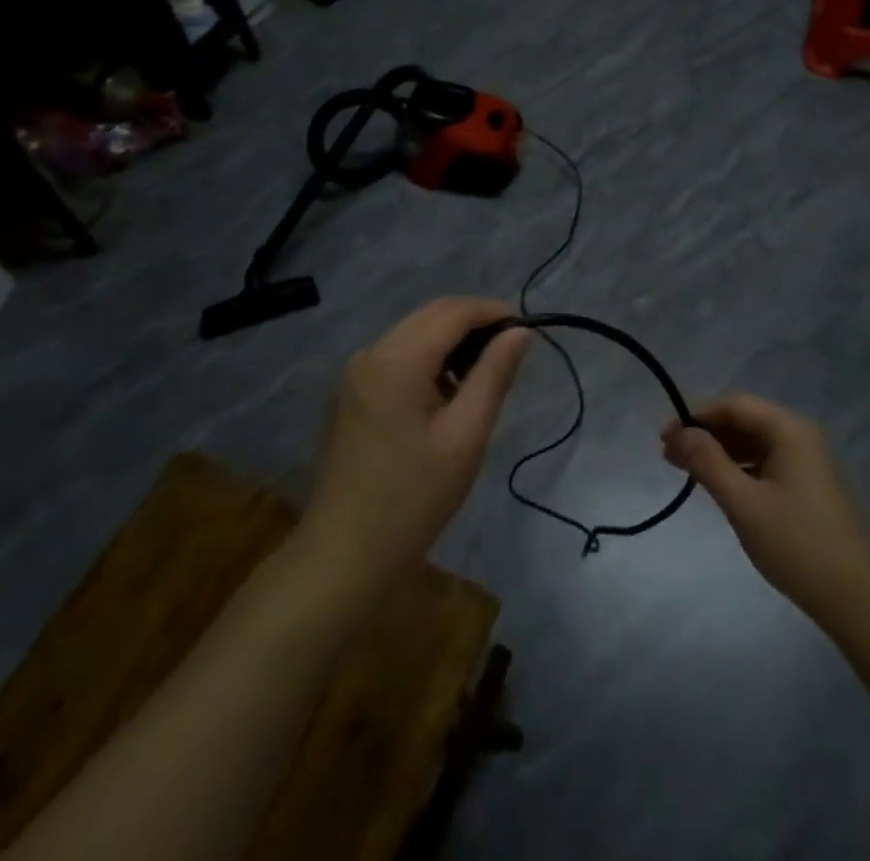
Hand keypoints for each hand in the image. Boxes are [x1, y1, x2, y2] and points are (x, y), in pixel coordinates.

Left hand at [303, 299, 530, 588]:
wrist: (344, 557)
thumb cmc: (413, 500)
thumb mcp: (465, 438)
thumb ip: (493, 376)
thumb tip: (519, 332)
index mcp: (396, 361)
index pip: (453, 312)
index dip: (492, 312)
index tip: (525, 330)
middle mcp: (369, 354)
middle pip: (430, 316)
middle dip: (473, 323)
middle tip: (509, 352)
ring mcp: (353, 373)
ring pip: (413, 333)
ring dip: (450, 341)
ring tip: (482, 377)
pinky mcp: (349, 393)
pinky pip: (395, 356)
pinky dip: (426, 360)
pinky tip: (445, 395)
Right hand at [663, 395, 869, 629]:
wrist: (859, 601)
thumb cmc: (798, 545)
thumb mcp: (744, 503)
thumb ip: (707, 462)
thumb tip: (678, 433)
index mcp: (789, 430)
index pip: (733, 405)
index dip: (695, 416)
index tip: (664, 439)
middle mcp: (801, 437)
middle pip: (744, 421)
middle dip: (705, 434)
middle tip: (670, 456)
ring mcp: (809, 463)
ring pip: (755, 443)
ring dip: (720, 452)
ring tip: (688, 472)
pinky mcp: (810, 488)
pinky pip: (767, 464)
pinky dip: (740, 469)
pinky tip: (721, 487)